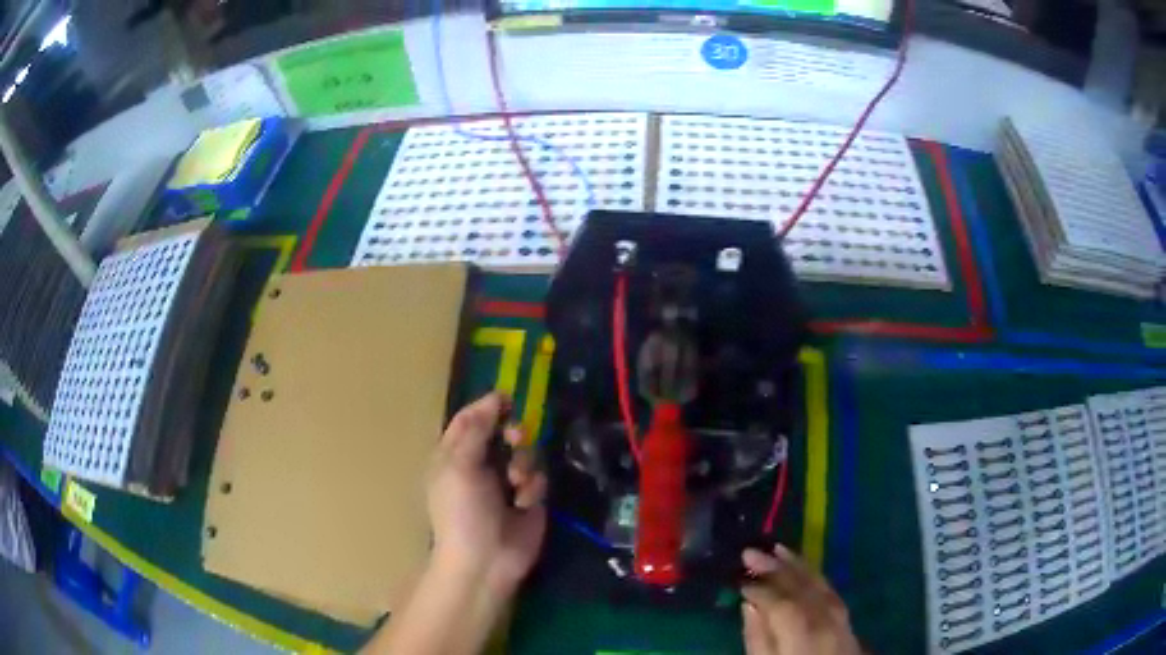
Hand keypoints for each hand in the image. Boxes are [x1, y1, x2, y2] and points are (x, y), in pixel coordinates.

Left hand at [428, 392, 547, 595]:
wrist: (486, 560)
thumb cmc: (463, 511)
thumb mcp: (459, 466)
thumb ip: (475, 430)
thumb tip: (493, 398)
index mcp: (455, 455)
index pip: (470, 419)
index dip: (487, 406)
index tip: (508, 399)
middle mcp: (481, 464)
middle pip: (503, 431)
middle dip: (513, 434)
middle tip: (515, 439)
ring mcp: (506, 482)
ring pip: (526, 452)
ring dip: (524, 463)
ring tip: (517, 483)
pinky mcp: (529, 498)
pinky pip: (539, 477)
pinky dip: (533, 487)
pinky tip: (524, 502)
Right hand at [740, 545, 860, 654]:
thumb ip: (758, 640)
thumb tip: (749, 606)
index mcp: (802, 636)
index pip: (780, 603)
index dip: (758, 588)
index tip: (737, 580)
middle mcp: (826, 622)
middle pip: (801, 589)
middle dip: (776, 568)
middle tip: (751, 551)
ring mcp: (841, 621)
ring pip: (820, 586)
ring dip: (798, 566)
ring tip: (777, 549)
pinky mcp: (847, 623)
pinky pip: (832, 592)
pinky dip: (816, 577)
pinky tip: (805, 570)